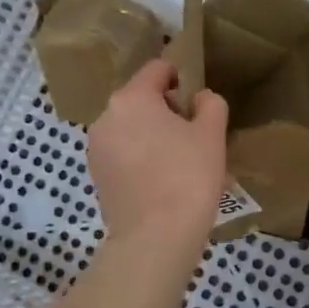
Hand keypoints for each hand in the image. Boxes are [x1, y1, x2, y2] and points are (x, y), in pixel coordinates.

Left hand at [89, 60, 228, 245]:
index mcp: (132, 98)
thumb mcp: (212, 135)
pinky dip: (141, 158)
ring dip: (153, 135)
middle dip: (167, 110)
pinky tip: (163, 181)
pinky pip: (123, 153)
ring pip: (131, 128)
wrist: (155, 238)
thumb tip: (200, 98)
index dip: (181, 76)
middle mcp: (106, 116)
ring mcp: (96, 148)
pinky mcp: (96, 175)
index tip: (198, 100)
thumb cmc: (187, 177)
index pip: (157, 69)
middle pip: (141, 99)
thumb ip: (210, 104)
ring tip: (180, 163)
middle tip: (194, 136)